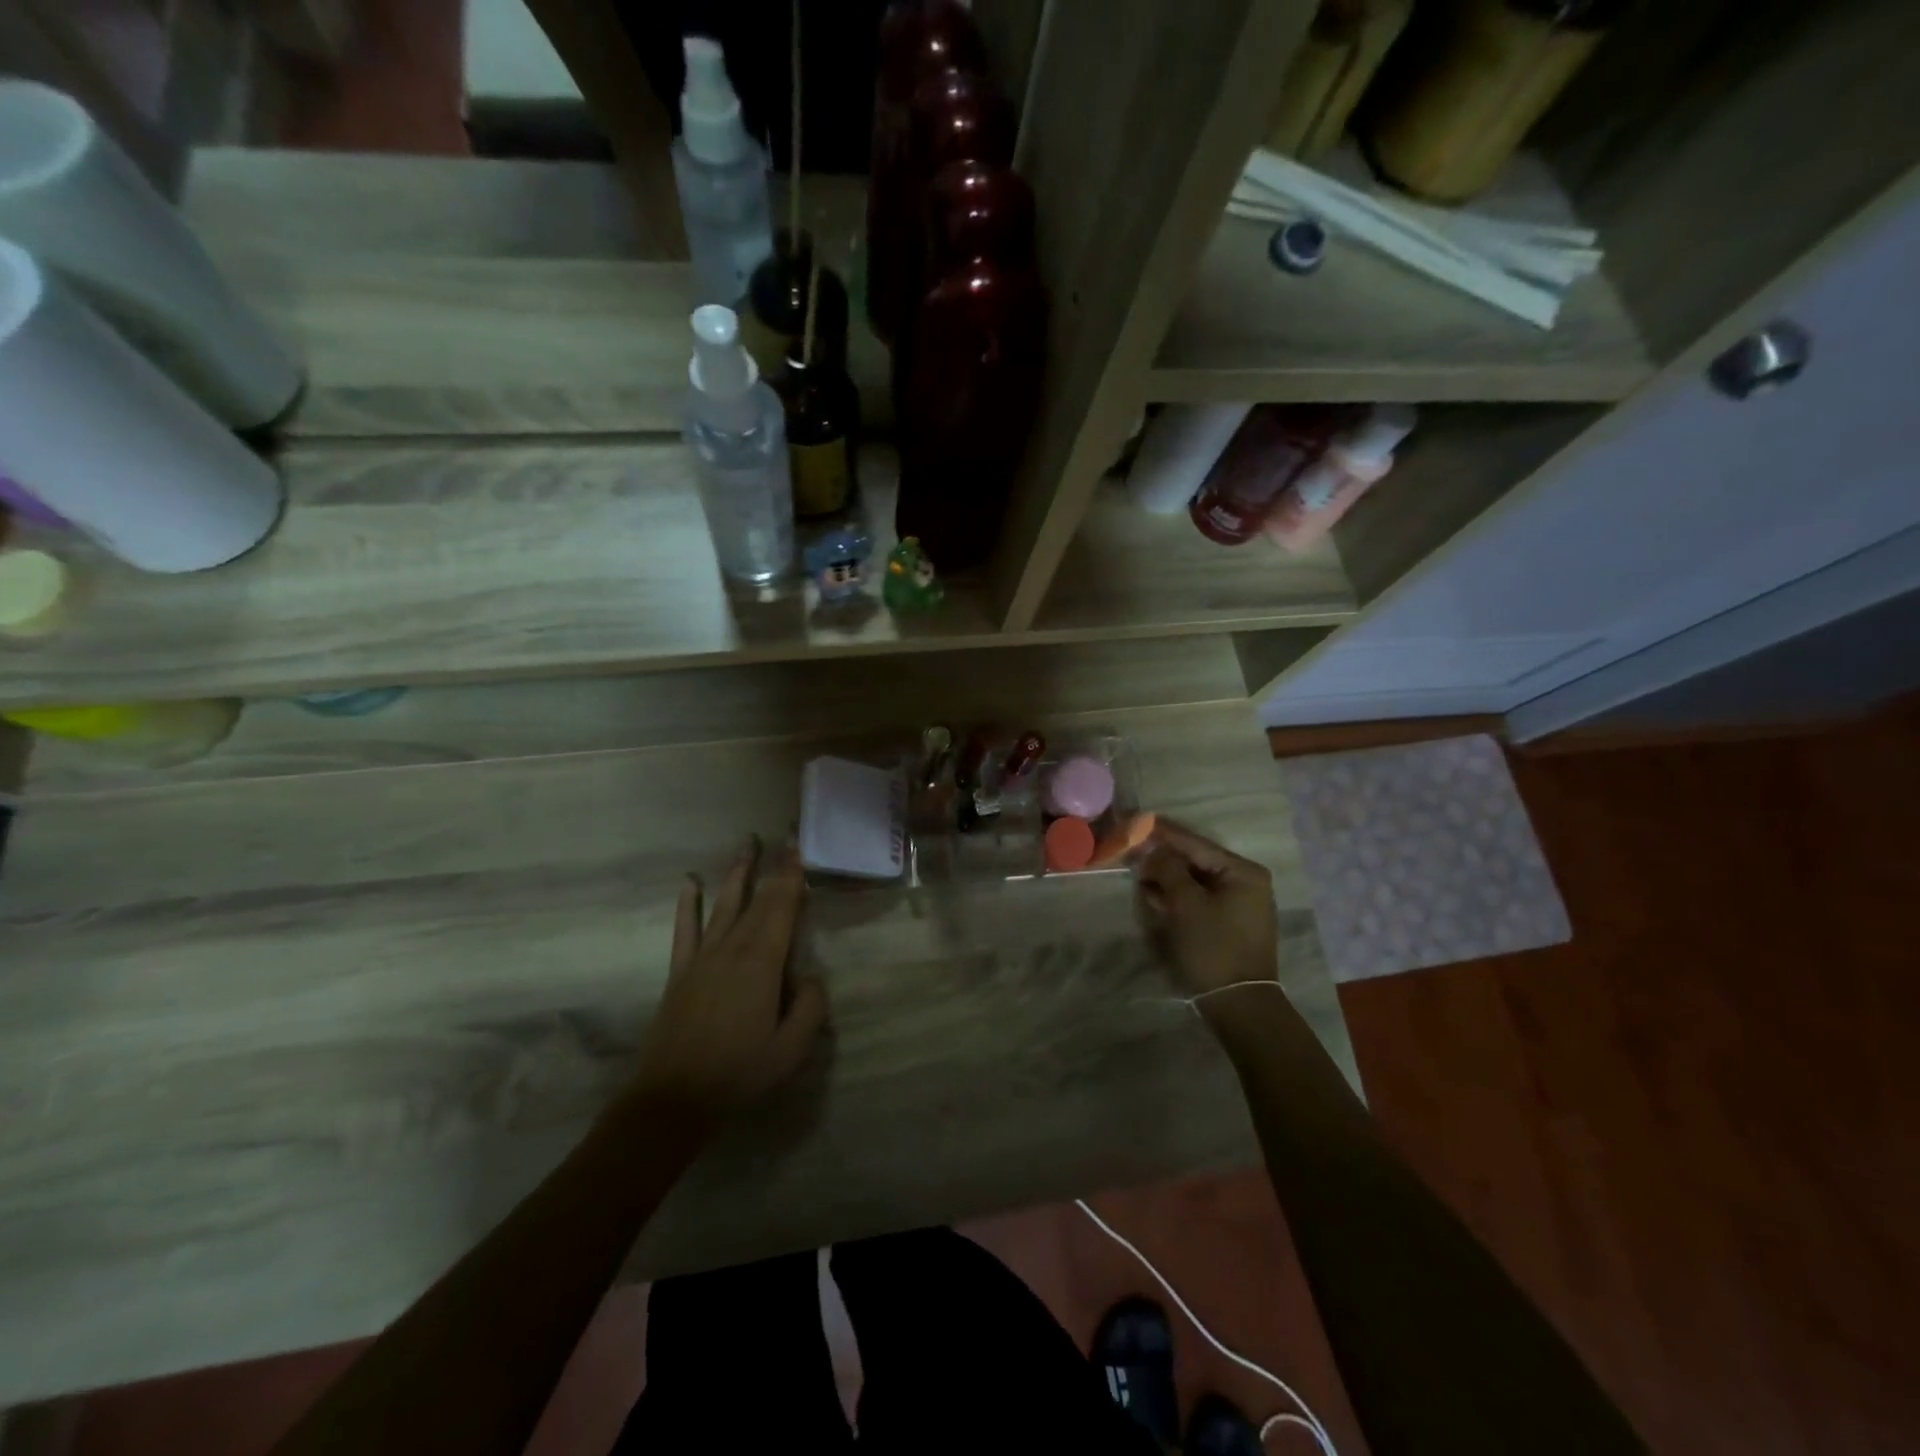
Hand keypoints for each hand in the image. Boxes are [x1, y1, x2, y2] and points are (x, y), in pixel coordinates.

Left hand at [628, 839, 828, 1126]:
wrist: (673, 1098)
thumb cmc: (739, 1072)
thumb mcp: (791, 1049)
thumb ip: (810, 1007)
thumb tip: (811, 976)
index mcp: (762, 963)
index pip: (782, 907)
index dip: (792, 876)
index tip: (799, 847)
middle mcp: (733, 948)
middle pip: (758, 900)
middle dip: (773, 867)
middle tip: (784, 838)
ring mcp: (702, 957)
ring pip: (724, 904)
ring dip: (737, 873)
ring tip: (747, 844)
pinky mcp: (680, 971)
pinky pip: (685, 929)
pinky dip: (688, 904)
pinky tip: (690, 883)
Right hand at [1134, 820, 1279, 997]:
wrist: (1238, 1005)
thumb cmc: (1213, 947)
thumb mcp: (1185, 903)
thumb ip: (1167, 868)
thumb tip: (1152, 847)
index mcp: (1242, 871)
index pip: (1194, 843)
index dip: (1162, 833)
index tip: (1135, 820)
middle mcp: (1245, 881)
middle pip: (1194, 860)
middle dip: (1162, 858)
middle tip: (1130, 851)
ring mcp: (1238, 903)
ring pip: (1193, 880)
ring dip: (1166, 879)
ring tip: (1138, 875)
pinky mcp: (1228, 923)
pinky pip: (1198, 899)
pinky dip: (1176, 896)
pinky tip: (1154, 896)